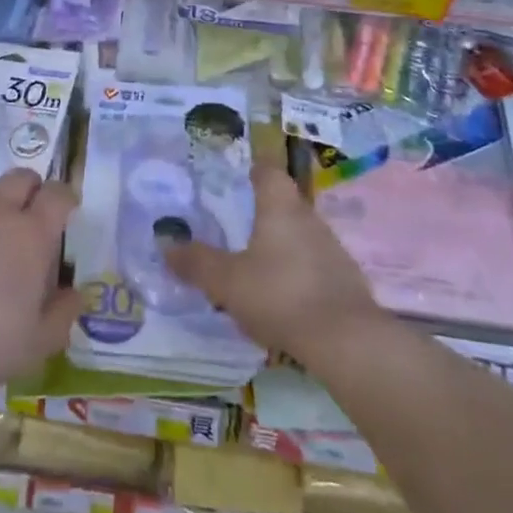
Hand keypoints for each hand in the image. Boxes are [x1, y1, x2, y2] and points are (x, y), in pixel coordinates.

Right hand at [165, 163, 382, 366]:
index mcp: (280, 207)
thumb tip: (165, 243)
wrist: (347, 341)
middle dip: (262, 211)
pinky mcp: (346, 281)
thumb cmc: (280, 295)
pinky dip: (297, 272)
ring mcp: (332, 249)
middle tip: (235, 225)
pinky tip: (283, 297)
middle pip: (284, 203)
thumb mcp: (227, 282)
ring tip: (255, 265)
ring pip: (299, 235)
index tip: (236, 177)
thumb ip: (196, 262)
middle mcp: (309, 218)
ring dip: (280, 245)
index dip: (252, 170)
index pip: (267, 171)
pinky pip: (314, 265)